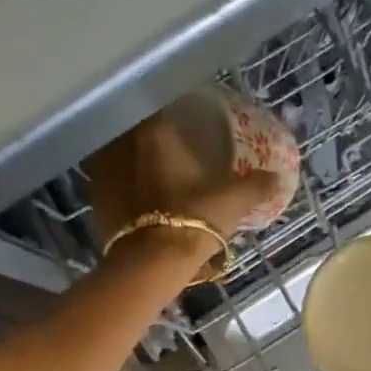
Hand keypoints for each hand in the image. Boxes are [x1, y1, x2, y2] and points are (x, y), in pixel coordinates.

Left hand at [86, 113, 278, 258]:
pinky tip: (139, 196)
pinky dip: (124, 184)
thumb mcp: (234, 201)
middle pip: (140, 128)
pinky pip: (111, 180)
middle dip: (155, 136)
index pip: (165, 106)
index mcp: (156, 131)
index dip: (179, 112)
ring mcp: (102, 169)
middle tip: (175, 148)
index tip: (192, 123)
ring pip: (122, 153)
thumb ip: (257, 185)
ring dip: (136, 158)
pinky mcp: (94, 197)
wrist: (151, 264)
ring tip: (156, 172)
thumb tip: (276, 177)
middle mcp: (123, 141)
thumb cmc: (194, 221)